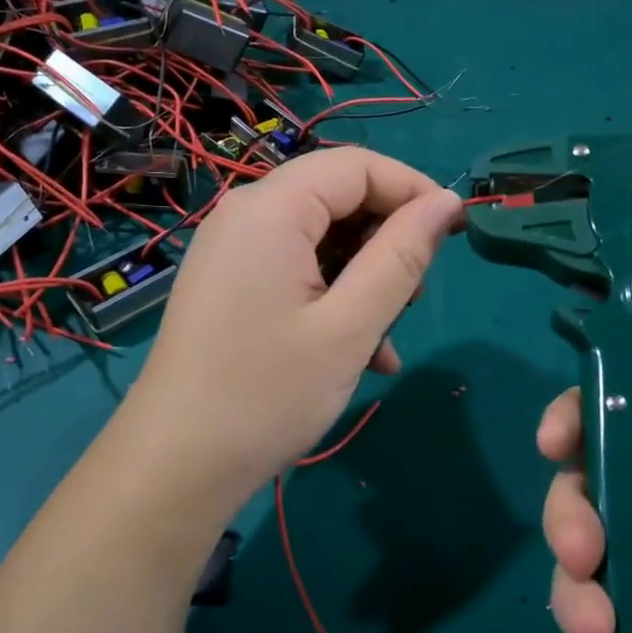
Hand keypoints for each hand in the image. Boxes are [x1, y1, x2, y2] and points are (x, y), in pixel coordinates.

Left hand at [120, 147, 462, 524]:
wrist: (175, 467)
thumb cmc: (267, 394)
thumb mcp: (350, 326)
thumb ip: (401, 257)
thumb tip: (446, 203)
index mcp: (271, 209)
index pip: (357, 165)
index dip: (413, 190)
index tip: (455, 232)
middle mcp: (245, 215)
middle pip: (336, 197)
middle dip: (386, 240)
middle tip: (415, 297)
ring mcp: (232, 251)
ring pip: (320, 238)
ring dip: (364, 278)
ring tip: (387, 336)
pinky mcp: (229, 283)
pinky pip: (295, 268)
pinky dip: (332, 296)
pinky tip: (358, 352)